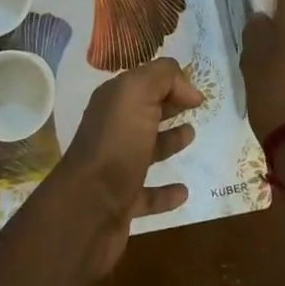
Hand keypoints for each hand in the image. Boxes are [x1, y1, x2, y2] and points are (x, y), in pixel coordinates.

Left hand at [49, 58, 203, 282]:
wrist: (88, 208)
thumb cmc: (116, 143)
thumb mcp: (137, 94)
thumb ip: (163, 77)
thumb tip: (189, 90)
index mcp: (113, 103)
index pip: (142, 83)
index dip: (169, 82)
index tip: (196, 93)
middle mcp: (112, 131)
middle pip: (144, 113)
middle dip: (168, 106)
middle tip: (196, 107)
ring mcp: (116, 168)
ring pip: (146, 150)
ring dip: (168, 142)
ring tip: (191, 136)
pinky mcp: (123, 202)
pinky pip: (148, 195)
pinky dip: (166, 192)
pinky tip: (184, 192)